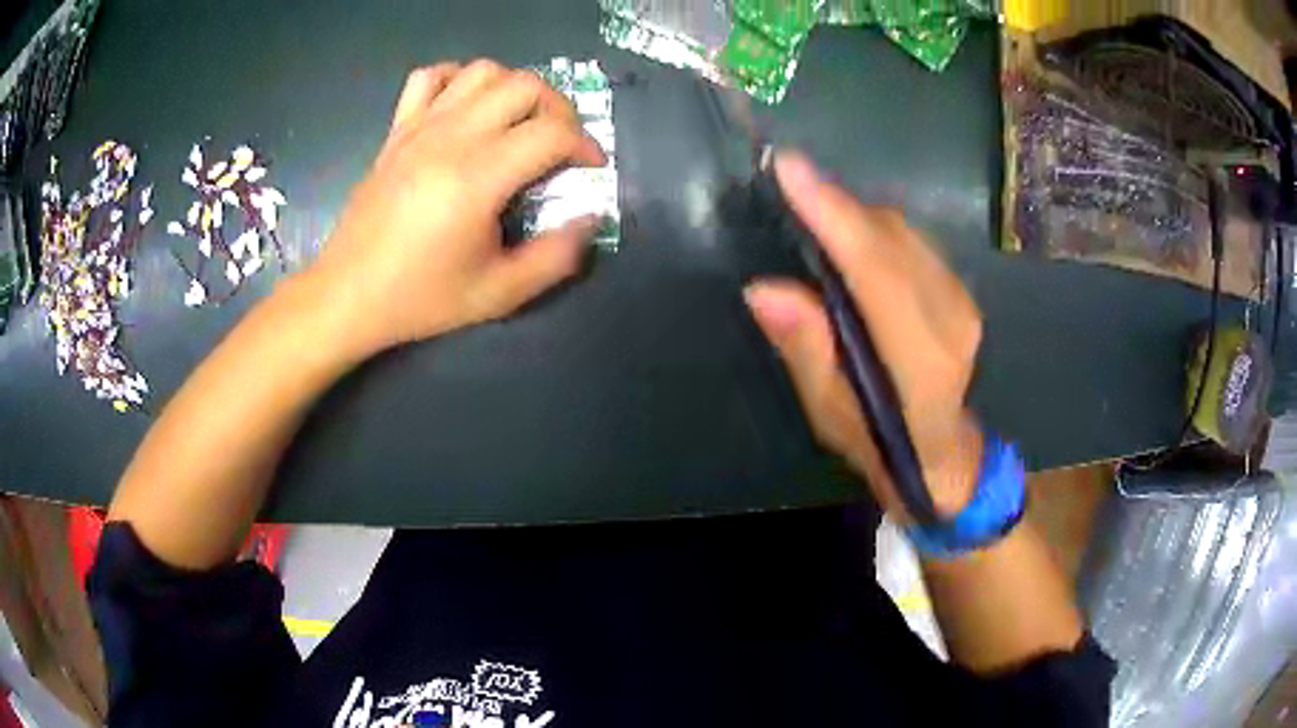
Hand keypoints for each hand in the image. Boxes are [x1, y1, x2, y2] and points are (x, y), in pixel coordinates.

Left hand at [309, 60, 606, 357]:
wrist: (347, 294)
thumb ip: (556, 257)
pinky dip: (457, 79)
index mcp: (477, 177)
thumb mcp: (499, 294)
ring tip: (519, 123)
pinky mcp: (397, 130)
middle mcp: (450, 138)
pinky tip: (466, 108)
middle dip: (559, 108)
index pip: (552, 131)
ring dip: (514, 88)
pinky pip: (430, 77)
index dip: (585, 144)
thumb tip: (591, 218)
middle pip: (525, 85)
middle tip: (561, 143)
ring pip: (483, 71)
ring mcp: (419, 127)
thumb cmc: (421, 298)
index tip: (591, 167)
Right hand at [744, 152, 984, 519]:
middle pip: (890, 239)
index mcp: (919, 362)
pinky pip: (912, 240)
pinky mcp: (961, 289)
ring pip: (903, 232)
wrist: (940, 451)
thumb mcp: (828, 411)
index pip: (876, 272)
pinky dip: (875, 229)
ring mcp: (962, 300)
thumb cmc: (877, 440)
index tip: (791, 169)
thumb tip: (763, 289)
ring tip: (816, 214)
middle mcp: (950, 319)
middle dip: (838, 206)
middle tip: (791, 185)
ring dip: (855, 215)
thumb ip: (804, 348)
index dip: (834, 216)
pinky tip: (852, 239)